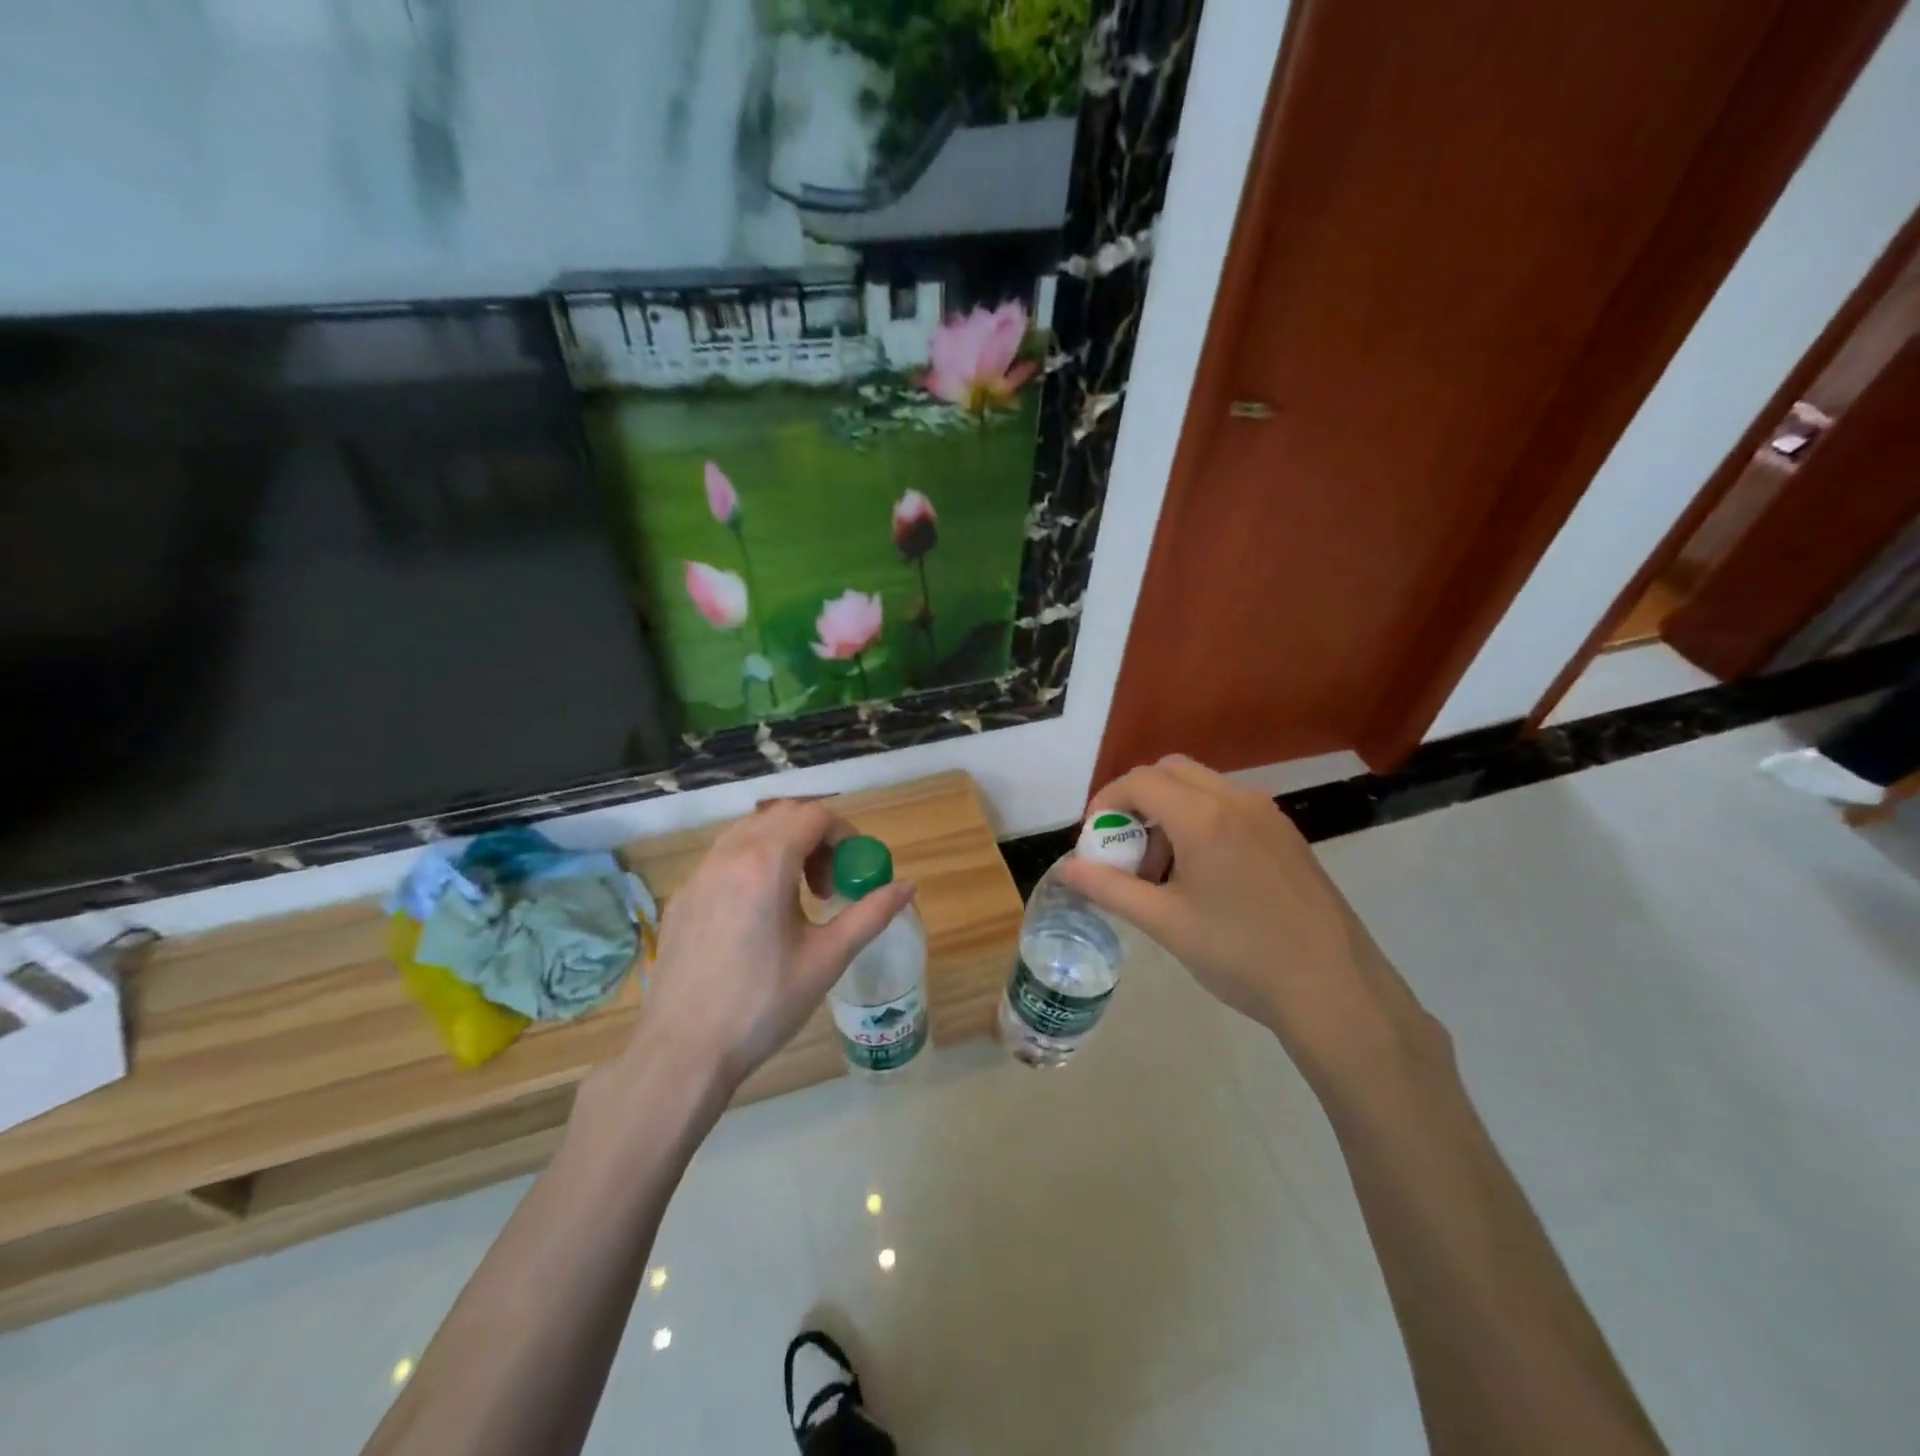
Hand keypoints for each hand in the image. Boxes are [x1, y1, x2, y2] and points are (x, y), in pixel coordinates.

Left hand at [635, 800, 915, 1093]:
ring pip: (749, 831)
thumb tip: (908, 886)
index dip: (844, 833)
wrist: (683, 1052)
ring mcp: (698, 875)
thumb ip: (870, 914)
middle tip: (828, 884)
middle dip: (815, 837)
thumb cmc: (763, 1005)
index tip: (854, 869)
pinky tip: (757, 916)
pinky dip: (752, 865)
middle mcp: (728, 855)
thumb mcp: (827, 959)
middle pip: (781, 815)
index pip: (814, 815)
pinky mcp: (681, 897)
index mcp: (766, 863)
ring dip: (783, 846)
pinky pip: (723, 858)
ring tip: (796, 897)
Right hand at [1059, 756, 1442, 1084]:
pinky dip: (1200, 821)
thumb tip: (1067, 869)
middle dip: (1137, 800)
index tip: (1094, 840)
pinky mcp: (1286, 835)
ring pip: (1202, 787)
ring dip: (1169, 811)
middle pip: (1171, 771)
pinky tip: (1203, 876)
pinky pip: (1229, 806)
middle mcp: (1237, 800)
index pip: (1139, 781)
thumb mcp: (1165, 923)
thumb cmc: (1241, 954)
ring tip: (1163, 870)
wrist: (1334, 989)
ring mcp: (1268, 815)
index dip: (1106, 802)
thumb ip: (1111, 889)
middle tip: (1126, 848)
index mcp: (1204, 816)